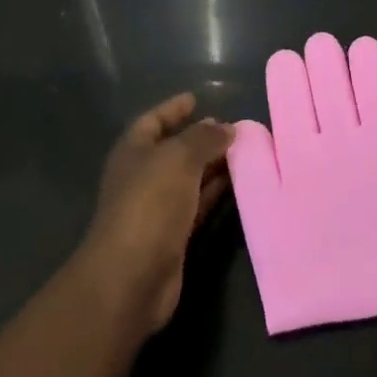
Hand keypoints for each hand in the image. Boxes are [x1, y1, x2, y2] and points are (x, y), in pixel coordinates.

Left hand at [78, 92, 232, 334]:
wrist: (132, 277)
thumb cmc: (150, 203)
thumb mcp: (180, 157)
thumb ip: (205, 138)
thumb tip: (226, 127)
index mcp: (134, 151)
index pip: (154, 120)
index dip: (174, 108)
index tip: (198, 99)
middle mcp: (142, 176)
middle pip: (174, 149)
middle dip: (202, 138)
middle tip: (234, 128)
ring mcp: (156, 208)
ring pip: (190, 178)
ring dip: (214, 165)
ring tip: (245, 152)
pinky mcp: (173, 236)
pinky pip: (198, 204)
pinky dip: (216, 193)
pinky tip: (239, 184)